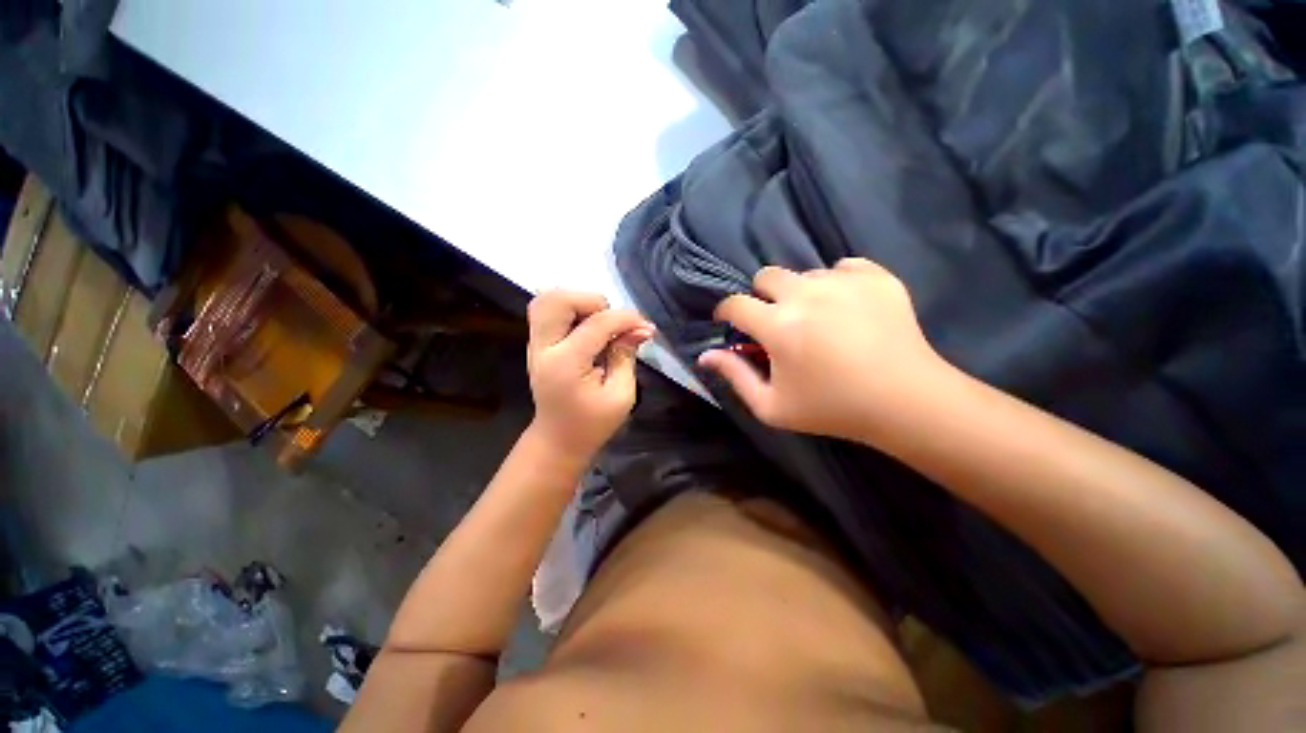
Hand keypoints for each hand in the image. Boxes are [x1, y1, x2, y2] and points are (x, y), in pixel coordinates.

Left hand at [526, 290, 654, 463]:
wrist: (558, 440)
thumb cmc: (593, 424)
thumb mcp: (621, 395)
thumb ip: (626, 356)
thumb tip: (641, 327)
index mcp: (566, 364)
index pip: (596, 324)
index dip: (626, 319)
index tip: (646, 327)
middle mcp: (543, 348)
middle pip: (558, 299)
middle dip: (592, 302)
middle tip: (612, 323)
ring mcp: (535, 345)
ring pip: (547, 299)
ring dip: (578, 302)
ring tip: (600, 323)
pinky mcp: (537, 344)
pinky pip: (548, 311)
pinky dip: (571, 310)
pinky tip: (588, 328)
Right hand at [698, 258, 950, 441]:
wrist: (904, 402)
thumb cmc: (831, 408)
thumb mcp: (772, 406)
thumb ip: (734, 376)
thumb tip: (706, 355)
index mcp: (778, 326)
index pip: (735, 304)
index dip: (726, 312)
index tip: (730, 322)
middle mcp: (806, 294)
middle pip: (767, 275)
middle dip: (761, 296)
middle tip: (775, 320)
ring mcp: (844, 281)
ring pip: (805, 274)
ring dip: (800, 293)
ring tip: (817, 319)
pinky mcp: (876, 277)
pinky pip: (843, 267)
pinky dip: (837, 283)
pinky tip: (845, 306)